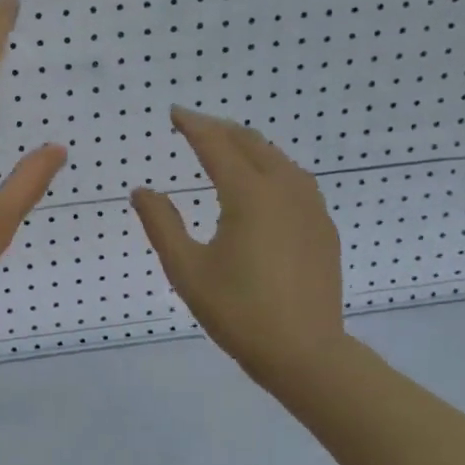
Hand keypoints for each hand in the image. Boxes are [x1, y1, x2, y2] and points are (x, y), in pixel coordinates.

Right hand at [130, 107, 347, 393]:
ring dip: (249, 145)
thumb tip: (141, 191)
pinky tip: (263, 182)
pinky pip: (296, 180)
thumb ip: (162, 224)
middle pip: (251, 144)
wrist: (305, 352)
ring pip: (278, 159)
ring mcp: (310, 208)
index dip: (193, 126)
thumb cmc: (238, 312)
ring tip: (226, 146)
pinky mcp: (323, 228)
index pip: (216, 146)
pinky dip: (272, 167)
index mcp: (249, 196)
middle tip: (195, 125)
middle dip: (221, 129)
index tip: (174, 112)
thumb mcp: (186, 270)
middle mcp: (284, 190)